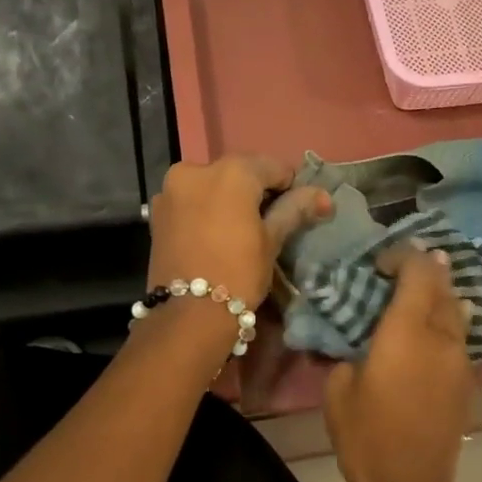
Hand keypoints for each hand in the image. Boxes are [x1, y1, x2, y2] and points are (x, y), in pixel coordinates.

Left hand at [146, 155, 331, 308]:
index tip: (294, 211)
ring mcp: (171, 189)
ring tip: (239, 231)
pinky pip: (191, 200)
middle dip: (255, 191)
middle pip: (238, 172)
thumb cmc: (239, 273)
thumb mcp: (272, 240)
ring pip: (211, 185)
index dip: (288, 187)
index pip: (272, 167)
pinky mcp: (157, 211)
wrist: (188, 315)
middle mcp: (196, 169)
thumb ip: (294, 209)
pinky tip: (214, 235)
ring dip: (228, 198)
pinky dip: (206, 209)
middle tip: (267, 223)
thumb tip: (323, 196)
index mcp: (231, 171)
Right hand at [324, 247, 474, 481]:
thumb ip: (350, 353)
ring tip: (419, 294)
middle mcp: (442, 336)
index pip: (418, 271)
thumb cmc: (366, 436)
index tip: (380, 262)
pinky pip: (460, 336)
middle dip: (425, 269)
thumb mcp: (339, 389)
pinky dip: (446, 322)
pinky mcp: (466, 380)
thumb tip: (360, 345)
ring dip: (440, 295)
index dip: (402, 256)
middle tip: (400, 270)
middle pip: (443, 286)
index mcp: (408, 331)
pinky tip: (432, 329)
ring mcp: (460, 358)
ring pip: (457, 310)